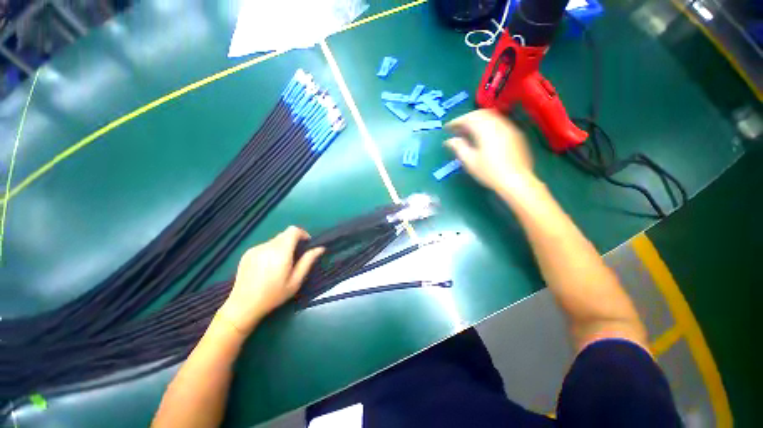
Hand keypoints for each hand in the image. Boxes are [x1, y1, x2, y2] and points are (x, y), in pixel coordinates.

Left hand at [218, 226, 323, 333]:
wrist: (243, 306)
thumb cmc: (273, 295)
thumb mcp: (296, 281)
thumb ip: (308, 261)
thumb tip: (320, 248)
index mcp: (281, 252)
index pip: (293, 230)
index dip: (302, 234)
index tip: (306, 244)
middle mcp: (267, 246)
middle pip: (284, 234)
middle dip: (293, 241)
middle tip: (295, 257)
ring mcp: (255, 249)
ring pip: (275, 240)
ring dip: (282, 246)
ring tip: (280, 264)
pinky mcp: (247, 253)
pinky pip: (265, 246)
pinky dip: (271, 251)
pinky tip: (268, 267)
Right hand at [445, 109, 534, 192]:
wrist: (516, 181)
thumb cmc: (490, 172)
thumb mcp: (470, 161)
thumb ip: (459, 147)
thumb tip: (450, 141)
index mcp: (485, 130)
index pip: (468, 119)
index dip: (456, 122)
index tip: (447, 128)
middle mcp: (498, 124)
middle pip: (480, 114)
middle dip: (467, 119)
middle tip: (457, 129)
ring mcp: (509, 128)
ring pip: (491, 116)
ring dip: (477, 121)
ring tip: (469, 132)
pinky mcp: (516, 134)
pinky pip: (499, 122)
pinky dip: (487, 124)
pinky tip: (483, 136)